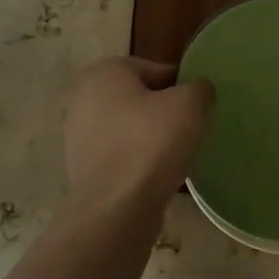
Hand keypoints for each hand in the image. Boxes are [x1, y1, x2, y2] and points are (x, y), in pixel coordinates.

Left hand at [64, 58, 213, 210]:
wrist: (117, 209)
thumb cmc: (152, 143)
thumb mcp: (191, 104)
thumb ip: (200, 88)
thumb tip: (198, 91)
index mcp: (105, 72)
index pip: (157, 70)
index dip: (184, 88)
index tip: (199, 110)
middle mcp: (83, 97)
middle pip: (142, 98)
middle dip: (166, 112)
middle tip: (191, 131)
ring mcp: (78, 135)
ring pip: (131, 128)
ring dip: (153, 138)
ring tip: (177, 155)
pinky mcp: (82, 167)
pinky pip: (122, 154)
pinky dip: (139, 160)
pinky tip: (158, 174)